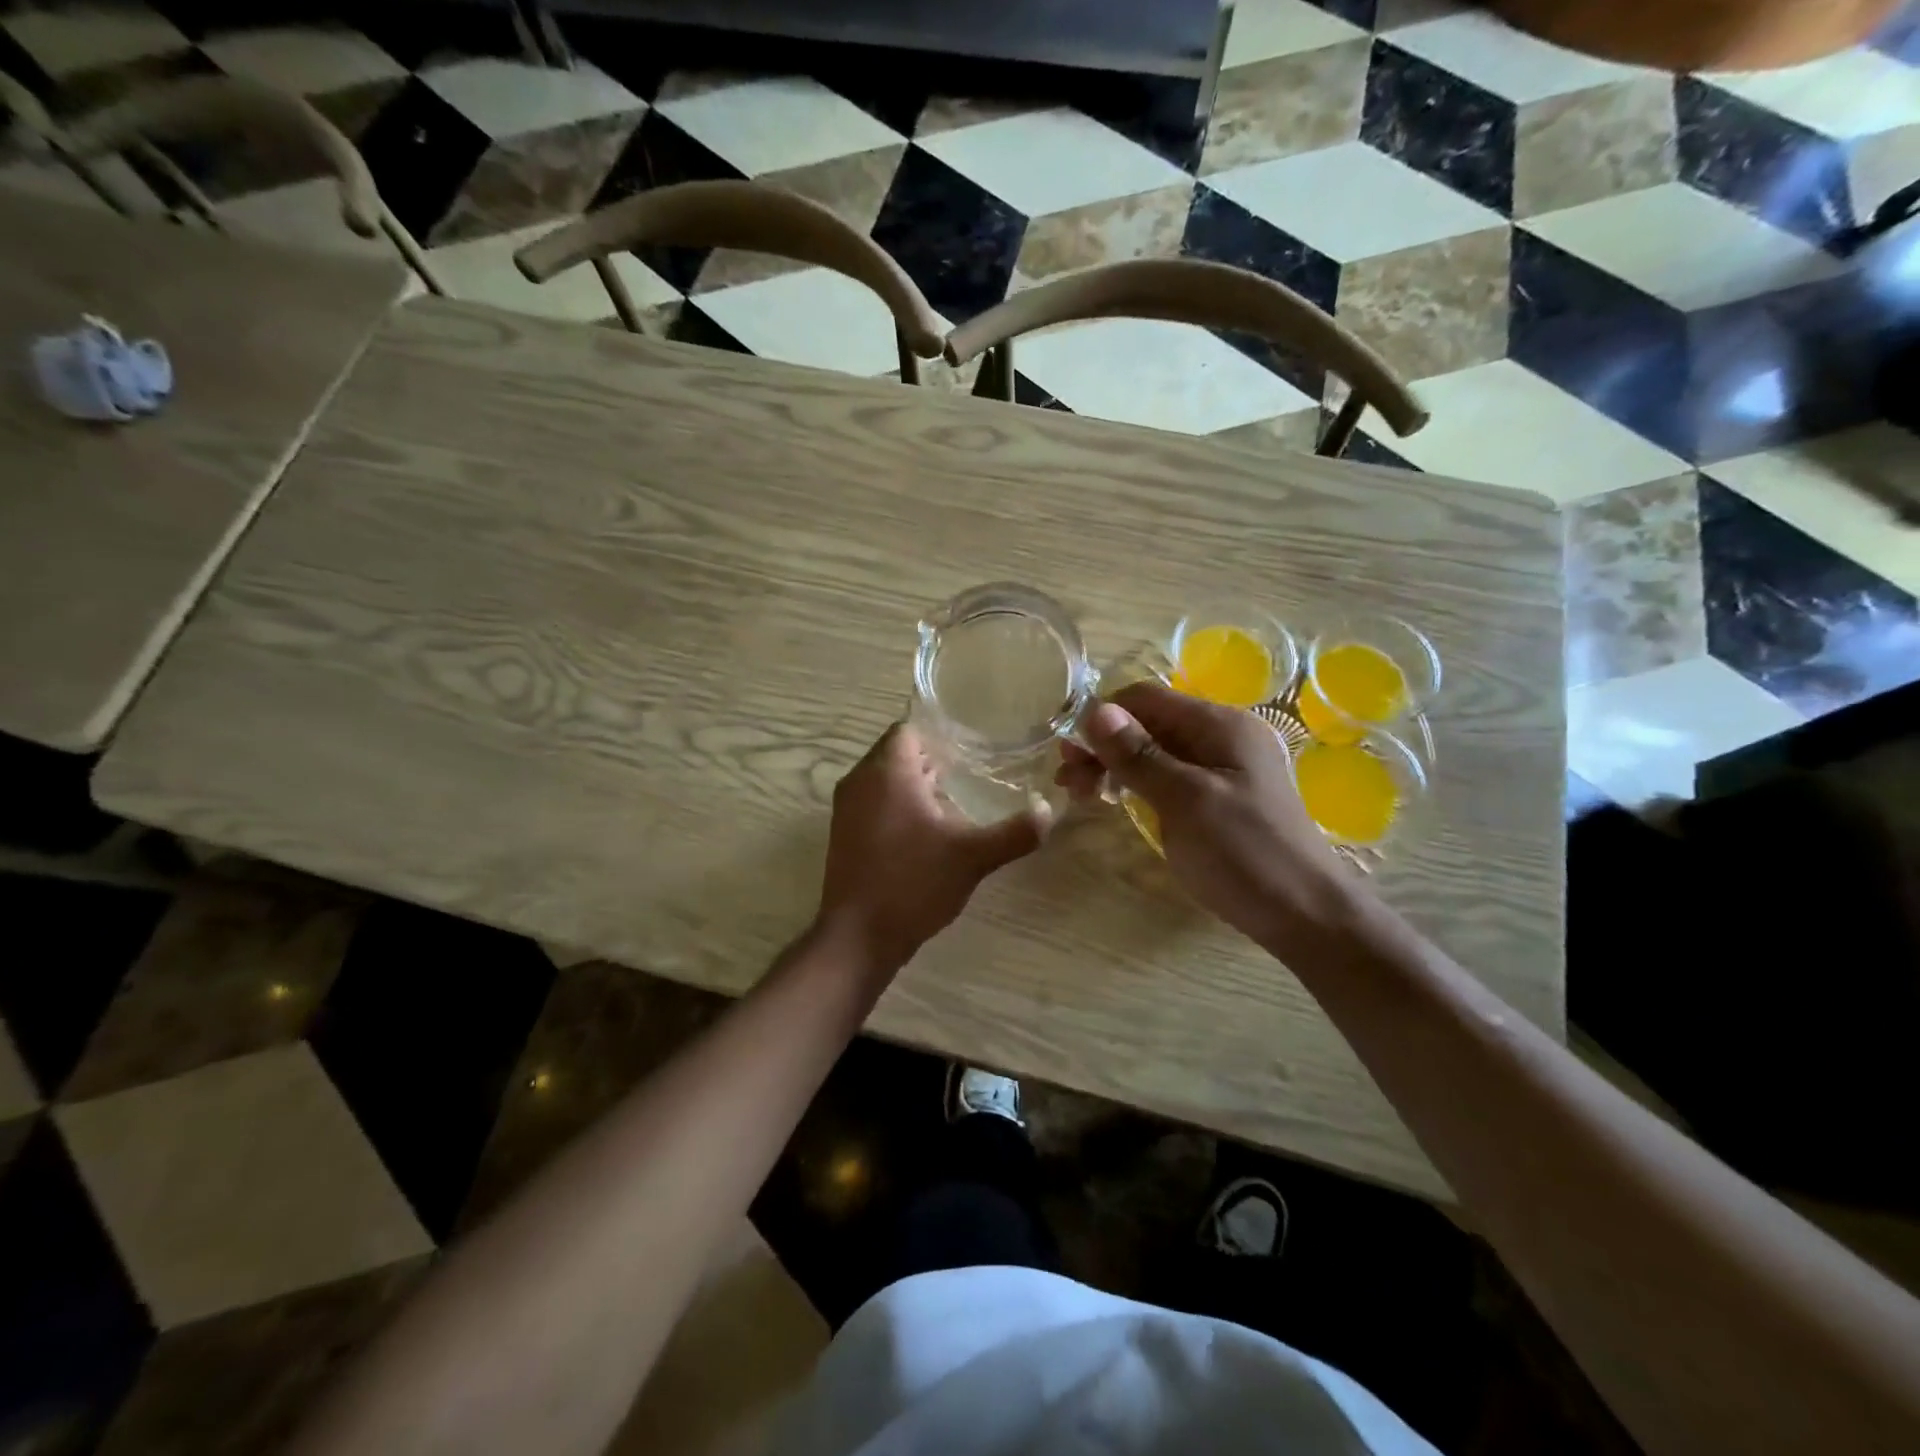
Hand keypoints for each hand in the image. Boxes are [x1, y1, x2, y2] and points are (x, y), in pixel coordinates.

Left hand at [818, 722, 1049, 970]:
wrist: (858, 936)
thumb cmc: (913, 884)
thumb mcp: (972, 857)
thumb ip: (1014, 832)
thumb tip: (1048, 811)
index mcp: (887, 772)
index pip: (908, 728)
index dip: (940, 734)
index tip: (971, 748)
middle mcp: (860, 781)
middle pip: (895, 751)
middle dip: (931, 758)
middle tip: (970, 772)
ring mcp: (846, 808)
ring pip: (883, 778)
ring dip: (914, 783)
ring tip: (953, 800)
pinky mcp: (843, 833)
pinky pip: (873, 801)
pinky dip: (897, 805)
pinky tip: (927, 830)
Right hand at [1056, 681, 1358, 950]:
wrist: (1306, 916)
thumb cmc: (1245, 853)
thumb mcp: (1186, 801)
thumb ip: (1139, 754)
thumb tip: (1094, 710)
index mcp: (1219, 724)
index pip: (1145, 698)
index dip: (1102, 717)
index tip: (1068, 753)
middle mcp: (1221, 736)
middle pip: (1148, 722)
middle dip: (1104, 744)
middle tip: (1068, 782)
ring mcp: (1221, 767)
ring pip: (1154, 750)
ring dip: (1115, 765)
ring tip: (1083, 794)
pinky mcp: (1218, 797)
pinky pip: (1168, 775)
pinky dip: (1137, 783)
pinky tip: (1117, 801)